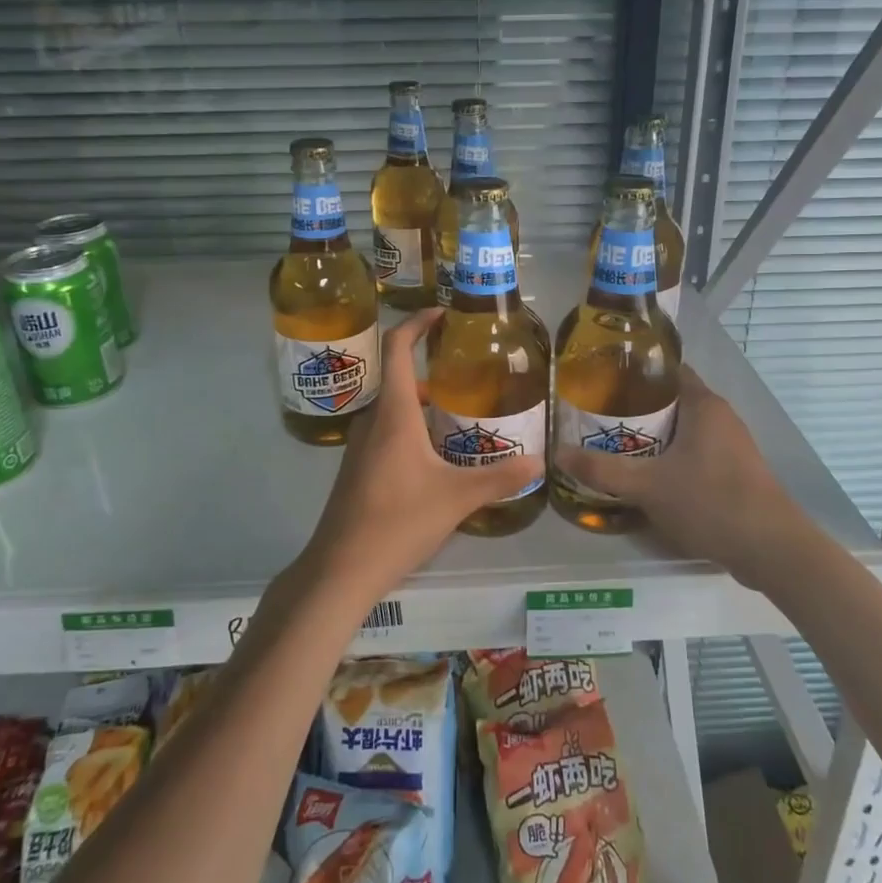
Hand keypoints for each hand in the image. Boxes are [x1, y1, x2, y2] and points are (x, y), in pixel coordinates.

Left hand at [304, 309, 540, 605]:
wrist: (340, 568)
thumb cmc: (397, 521)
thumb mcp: (456, 498)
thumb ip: (500, 478)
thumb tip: (541, 461)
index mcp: (393, 413)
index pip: (397, 348)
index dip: (416, 323)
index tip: (441, 314)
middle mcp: (372, 421)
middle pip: (398, 378)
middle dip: (430, 369)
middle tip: (468, 374)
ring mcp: (360, 446)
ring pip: (394, 409)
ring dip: (422, 402)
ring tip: (460, 413)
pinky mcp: (358, 469)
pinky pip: (387, 431)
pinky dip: (412, 427)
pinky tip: (438, 455)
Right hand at [555, 364, 807, 588]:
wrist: (772, 550)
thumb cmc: (711, 502)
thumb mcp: (648, 486)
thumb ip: (602, 469)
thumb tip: (557, 453)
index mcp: (704, 405)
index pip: (667, 370)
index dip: (635, 372)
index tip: (601, 380)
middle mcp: (720, 418)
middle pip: (671, 401)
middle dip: (635, 408)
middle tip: (596, 417)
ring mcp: (731, 447)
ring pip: (682, 431)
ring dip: (652, 437)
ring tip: (612, 445)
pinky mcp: (734, 474)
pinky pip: (694, 454)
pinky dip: (670, 459)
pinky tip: (646, 477)